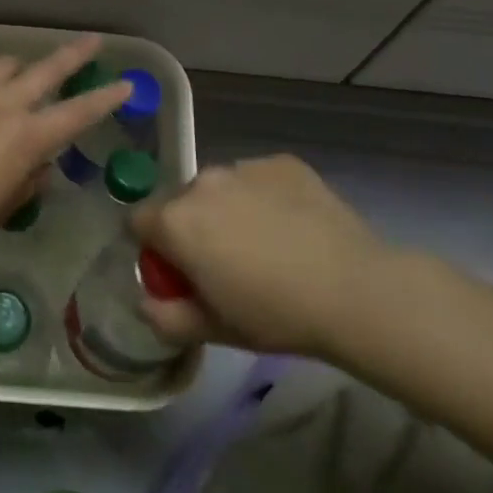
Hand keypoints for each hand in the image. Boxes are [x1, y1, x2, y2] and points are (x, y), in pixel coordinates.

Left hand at [0, 36, 133, 254]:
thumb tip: (39, 166)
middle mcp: (5, 103)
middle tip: (92, 41)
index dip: (106, 98)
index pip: (79, 112)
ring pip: (4, 65)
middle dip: (74, 54)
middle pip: (48, 69)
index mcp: (28, 136)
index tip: (125, 83)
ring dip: (15, 71)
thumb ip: (28, 181)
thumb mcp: (4, 207)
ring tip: (12, 80)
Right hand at [132, 155, 395, 359]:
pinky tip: (292, 227)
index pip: (137, 221)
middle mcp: (202, 183)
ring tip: (265, 245)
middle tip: (225, 264)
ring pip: (220, 188)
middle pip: (180, 203)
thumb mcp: (215, 330)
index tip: (179, 273)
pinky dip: (264, 198)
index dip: (153, 248)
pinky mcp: (281, 162)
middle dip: (192, 228)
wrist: (354, 289)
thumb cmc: (276, 314)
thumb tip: (146, 303)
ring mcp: (243, 166)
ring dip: (227, 210)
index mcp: (176, 221)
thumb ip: (168, 317)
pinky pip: (257, 178)